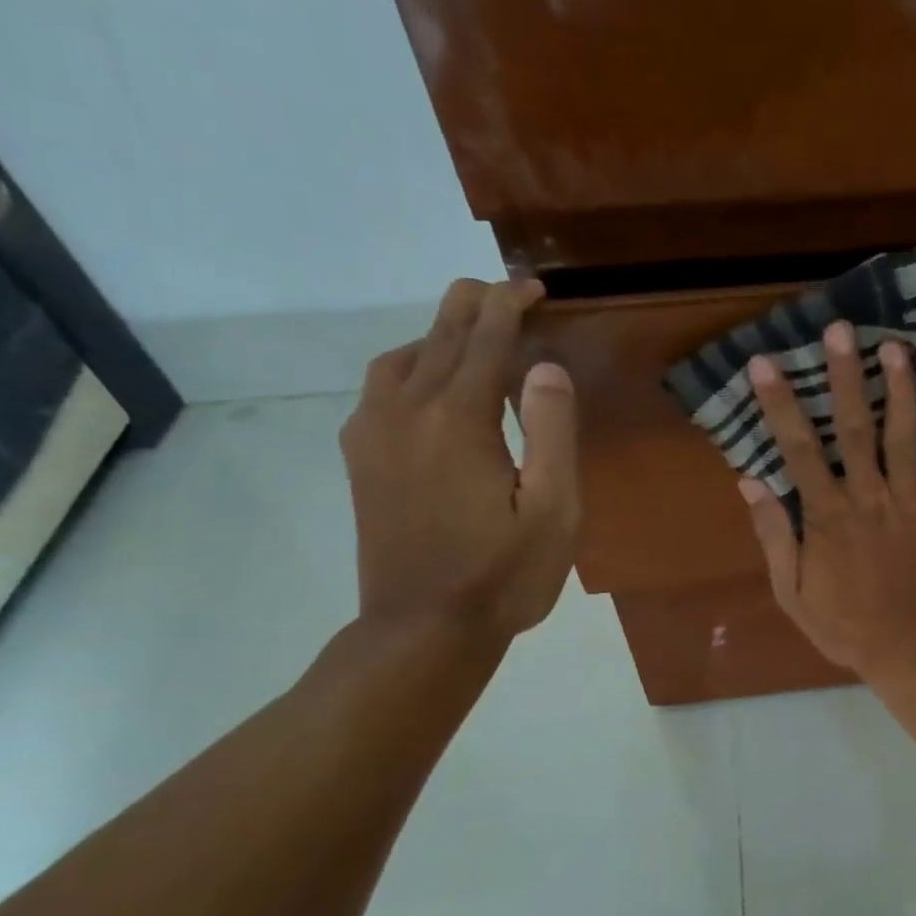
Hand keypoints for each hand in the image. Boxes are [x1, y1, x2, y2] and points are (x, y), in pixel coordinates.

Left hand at [340, 278, 578, 645]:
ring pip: (402, 357)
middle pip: (439, 336)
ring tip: (473, 337)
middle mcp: (406, 411)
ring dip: (439, 334)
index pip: (485, 339)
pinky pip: (380, 388)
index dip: (510, 305)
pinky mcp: (360, 458)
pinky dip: (411, 366)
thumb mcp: (555, 511)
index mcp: (459, 420)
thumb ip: (553, 432)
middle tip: (505, 293)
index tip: (534, 288)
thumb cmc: (504, 575)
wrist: (423, 628)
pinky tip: (429, 385)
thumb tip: (545, 367)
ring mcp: (373, 433)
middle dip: (473, 305)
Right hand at [738, 320, 915, 679]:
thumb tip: (748, 482)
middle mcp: (869, 498)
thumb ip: (773, 537)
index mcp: (827, 516)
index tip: (764, 362)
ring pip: (906, 437)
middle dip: (845, 376)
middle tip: (841, 329)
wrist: (913, 652)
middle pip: (854, 428)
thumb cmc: (847, 628)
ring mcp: (911, 504)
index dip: (780, 404)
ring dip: (902, 390)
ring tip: (897, 346)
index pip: (798, 450)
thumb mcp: (792, 593)